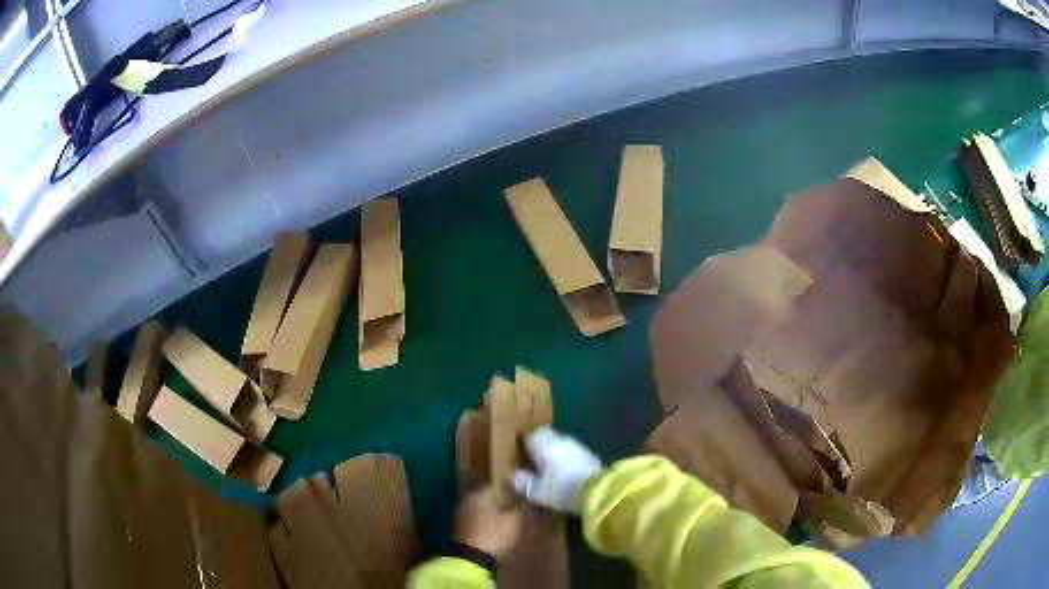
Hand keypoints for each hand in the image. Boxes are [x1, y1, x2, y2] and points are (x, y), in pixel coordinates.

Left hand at [454, 486, 521, 558]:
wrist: (472, 559)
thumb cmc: (495, 534)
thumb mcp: (515, 519)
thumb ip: (521, 504)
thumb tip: (525, 494)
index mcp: (480, 492)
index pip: (498, 483)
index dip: (512, 486)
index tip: (522, 490)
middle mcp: (468, 499)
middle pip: (488, 495)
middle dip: (501, 498)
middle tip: (517, 503)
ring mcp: (461, 513)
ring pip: (481, 507)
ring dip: (493, 510)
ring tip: (508, 516)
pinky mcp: (460, 527)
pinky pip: (477, 518)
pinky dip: (486, 520)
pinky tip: (496, 526)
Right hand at [512, 427, 602, 514]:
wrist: (598, 491)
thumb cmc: (562, 489)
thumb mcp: (537, 491)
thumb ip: (524, 482)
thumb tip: (512, 475)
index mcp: (544, 444)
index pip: (531, 435)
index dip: (525, 443)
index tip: (520, 453)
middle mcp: (560, 440)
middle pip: (547, 437)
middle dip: (540, 447)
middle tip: (533, 461)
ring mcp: (577, 446)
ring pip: (560, 444)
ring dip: (555, 453)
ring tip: (549, 469)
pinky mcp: (590, 455)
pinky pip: (572, 453)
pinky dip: (567, 460)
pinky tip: (566, 473)